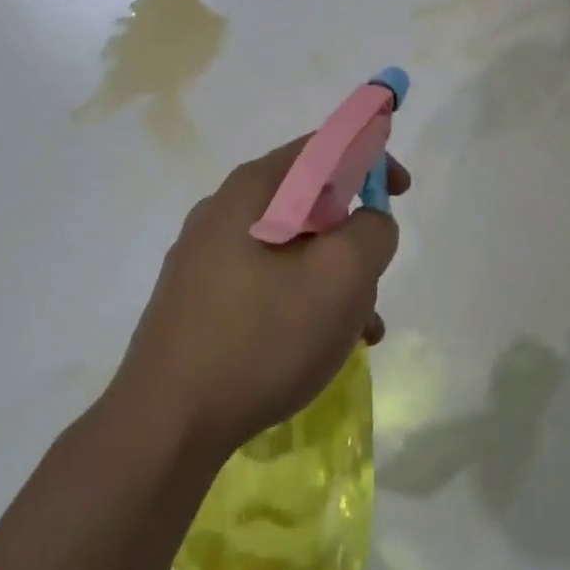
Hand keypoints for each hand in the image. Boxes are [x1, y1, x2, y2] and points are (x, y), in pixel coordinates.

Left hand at [108, 138, 408, 458]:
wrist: (168, 422)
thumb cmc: (262, 338)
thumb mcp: (341, 278)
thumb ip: (371, 232)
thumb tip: (368, 222)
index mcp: (252, 190)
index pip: (322, 146)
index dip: (370, 158)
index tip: (401, 193)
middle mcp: (221, 213)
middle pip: (308, 202)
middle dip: (353, 237)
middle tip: (375, 279)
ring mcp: (204, 259)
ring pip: (291, 250)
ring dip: (334, 280)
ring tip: (360, 331)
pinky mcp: (198, 301)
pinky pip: (266, 284)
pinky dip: (302, 303)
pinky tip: (320, 348)